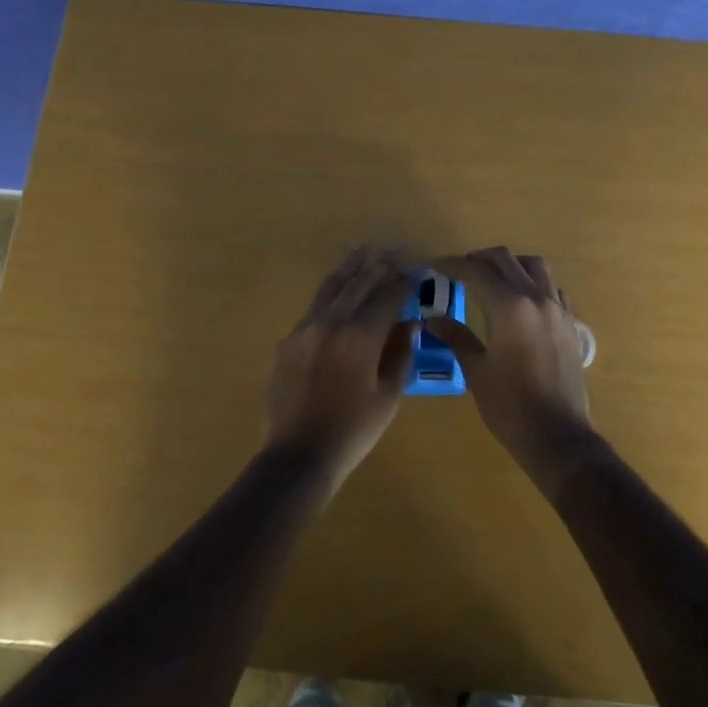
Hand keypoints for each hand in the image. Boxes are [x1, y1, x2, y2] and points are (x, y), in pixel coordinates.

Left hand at [266, 248, 416, 490]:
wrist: (298, 455)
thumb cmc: (353, 430)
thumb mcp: (388, 395)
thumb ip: (401, 353)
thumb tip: (410, 324)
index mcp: (360, 336)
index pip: (388, 296)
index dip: (405, 282)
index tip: (418, 271)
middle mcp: (331, 322)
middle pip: (360, 283)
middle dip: (381, 265)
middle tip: (397, 252)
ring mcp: (305, 328)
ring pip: (333, 287)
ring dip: (352, 268)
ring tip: (365, 251)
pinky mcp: (290, 340)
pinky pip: (315, 307)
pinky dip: (332, 291)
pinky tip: (339, 287)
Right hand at [426, 248, 597, 483]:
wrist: (557, 436)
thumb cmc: (510, 406)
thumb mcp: (476, 370)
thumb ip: (456, 337)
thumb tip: (432, 319)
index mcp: (510, 307)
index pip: (476, 271)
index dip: (451, 265)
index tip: (434, 267)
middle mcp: (536, 298)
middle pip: (505, 259)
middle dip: (478, 259)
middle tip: (458, 271)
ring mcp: (558, 310)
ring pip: (534, 267)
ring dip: (509, 265)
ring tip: (491, 279)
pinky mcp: (570, 324)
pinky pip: (552, 289)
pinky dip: (532, 284)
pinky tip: (520, 303)